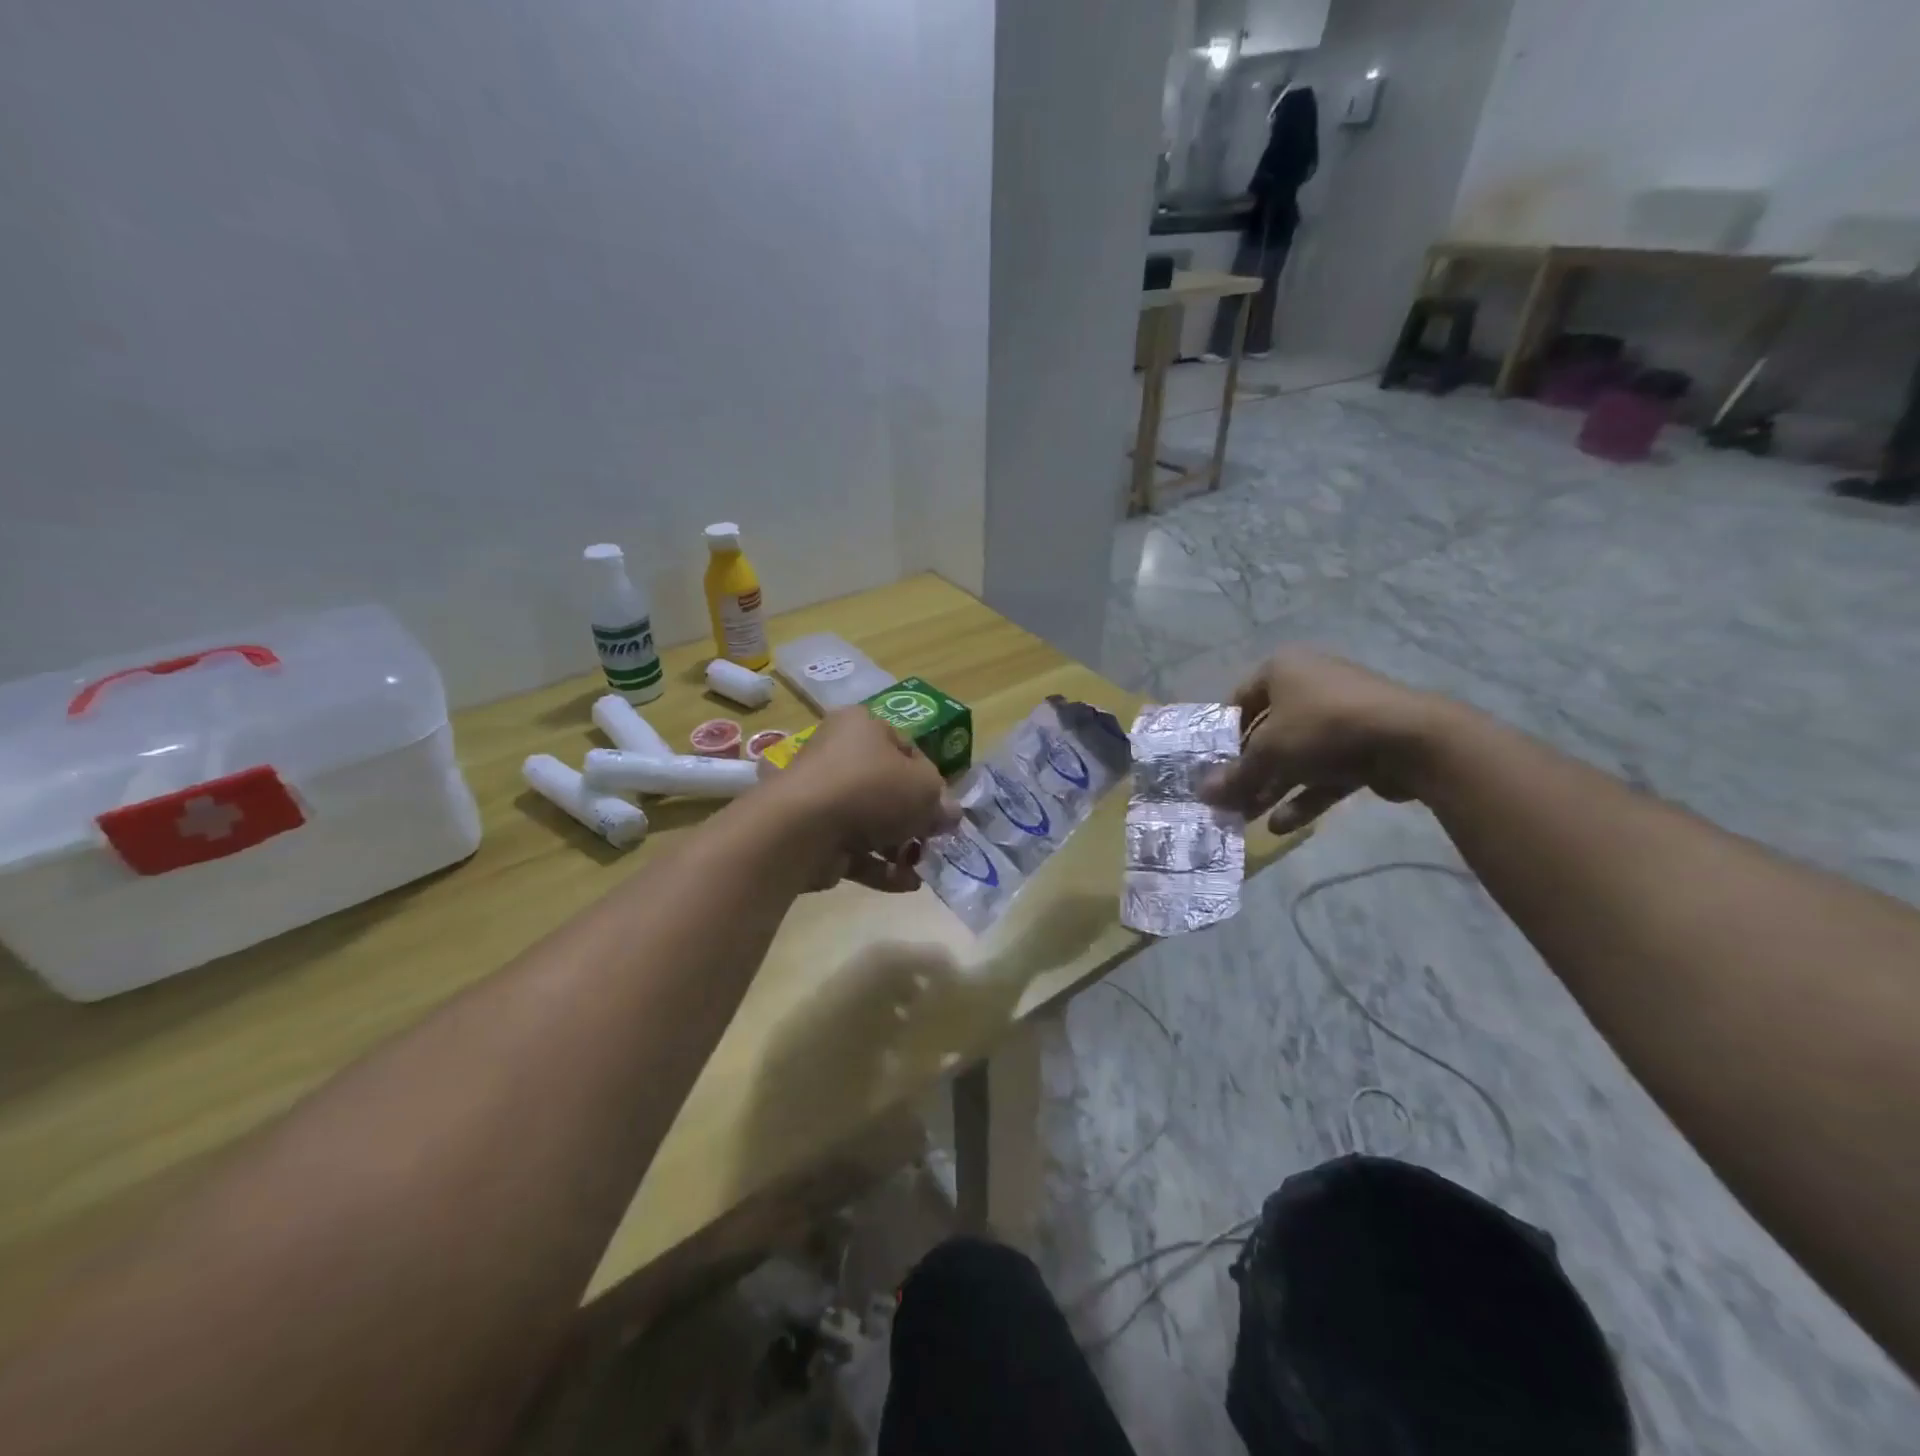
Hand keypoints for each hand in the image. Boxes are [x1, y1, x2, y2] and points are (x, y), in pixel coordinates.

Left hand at [771, 707, 958, 892]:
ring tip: (922, 867)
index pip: (906, 749)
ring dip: (900, 847)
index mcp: (862, 727)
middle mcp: (839, 755)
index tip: (943, 807)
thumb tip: (948, 814)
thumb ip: (942, 801)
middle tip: (935, 840)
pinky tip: (906, 883)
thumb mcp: (925, 788)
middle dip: (915, 819)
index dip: (931, 779)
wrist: (804, 828)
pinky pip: (854, 849)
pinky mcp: (814, 834)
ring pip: (872, 822)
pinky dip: (881, 866)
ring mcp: (823, 797)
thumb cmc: (871, 789)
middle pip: (888, 788)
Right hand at [1198, 648, 1445, 833]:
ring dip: (1272, 787)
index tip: (1211, 767)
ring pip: (1296, 755)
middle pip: (1267, 732)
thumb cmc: (1323, 728)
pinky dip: (1304, 795)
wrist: (1411, 740)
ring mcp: (1340, 715)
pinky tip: (1281, 827)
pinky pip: (1325, 770)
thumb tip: (1202, 794)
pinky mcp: (1364, 745)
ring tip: (1248, 819)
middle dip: (1248, 770)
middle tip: (1228, 800)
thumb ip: (1235, 776)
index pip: (1239, 701)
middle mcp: (1310, 684)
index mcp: (1282, 670)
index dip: (1222, 736)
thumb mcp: (1268, 752)